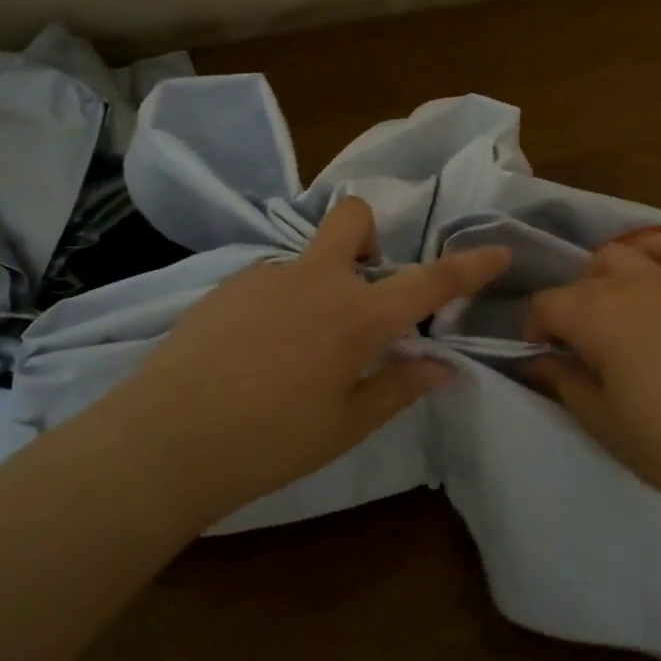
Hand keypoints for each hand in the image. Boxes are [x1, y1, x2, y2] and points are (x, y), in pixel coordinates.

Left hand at [126, 196, 509, 526]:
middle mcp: (317, 280)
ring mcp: (268, 275)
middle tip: (362, 291)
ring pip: (310, 257)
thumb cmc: (267, 443)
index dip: (470, 266)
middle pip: (354, 218)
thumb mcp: (345, 425)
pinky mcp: (228, 285)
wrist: (162, 442)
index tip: (498, 252)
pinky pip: (272, 279)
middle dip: (371, 237)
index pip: (430, 282)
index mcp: (357, 317)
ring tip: (297, 348)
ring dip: (321, 284)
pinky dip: (282, 302)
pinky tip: (256, 352)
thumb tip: (444, 366)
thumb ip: (400, 386)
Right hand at [525, 231, 660, 529]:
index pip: (545, 303)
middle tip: (573, 353)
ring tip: (606, 318)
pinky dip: (652, 252)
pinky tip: (645, 275)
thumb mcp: (602, 422)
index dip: (533, 330)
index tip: (540, 360)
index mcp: (598, 315)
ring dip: (601, 279)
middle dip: (566, 310)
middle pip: (579, 279)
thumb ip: (563, 381)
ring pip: (618, 255)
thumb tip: (538, 360)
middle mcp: (630, 284)